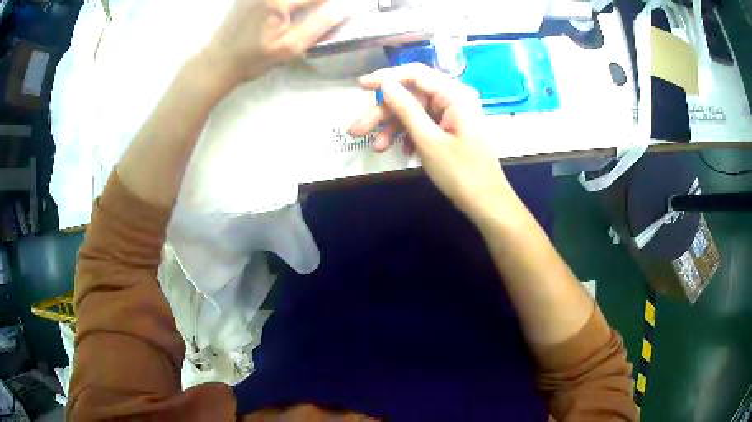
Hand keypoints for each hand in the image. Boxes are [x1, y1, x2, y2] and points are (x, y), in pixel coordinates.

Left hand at [205, 0, 349, 88]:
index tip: (343, 7)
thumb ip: (318, 25)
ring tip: (311, 9)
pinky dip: (291, 1)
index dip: (330, 2)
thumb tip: (342, 9)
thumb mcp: (288, 48)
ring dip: (303, 1)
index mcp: (278, 1)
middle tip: (325, 9)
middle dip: (317, 1)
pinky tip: (295, 8)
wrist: (217, 61)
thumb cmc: (252, 59)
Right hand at [348, 63, 512, 219]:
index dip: (386, 77)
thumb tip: (386, 84)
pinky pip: (424, 125)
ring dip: (393, 128)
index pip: (415, 74)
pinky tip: (402, 152)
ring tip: (376, 148)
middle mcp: (453, 99)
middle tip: (356, 131)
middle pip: (411, 96)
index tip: (360, 86)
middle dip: (383, 113)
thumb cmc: (461, 173)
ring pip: (414, 112)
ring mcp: (452, 115)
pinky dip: (409, 136)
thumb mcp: (428, 140)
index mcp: (454, 95)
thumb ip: (406, 108)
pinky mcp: (450, 129)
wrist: (487, 203)